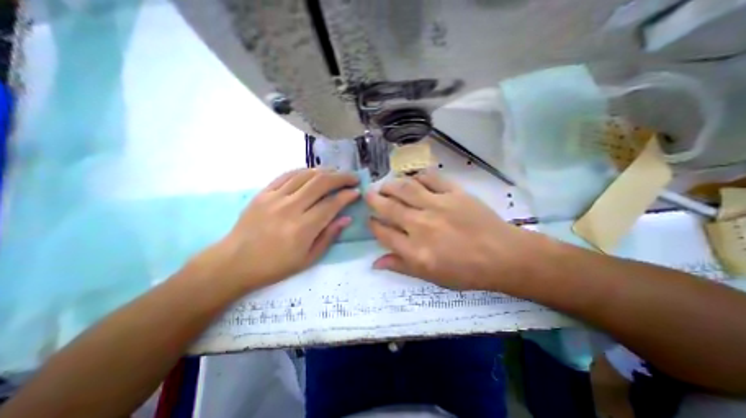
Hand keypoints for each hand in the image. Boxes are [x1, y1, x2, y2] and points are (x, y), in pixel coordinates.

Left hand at [198, 168, 360, 291]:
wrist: (234, 262)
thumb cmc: (275, 266)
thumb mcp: (308, 259)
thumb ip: (329, 236)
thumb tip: (346, 218)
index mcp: (303, 228)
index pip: (331, 204)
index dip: (347, 196)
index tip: (356, 192)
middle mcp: (290, 208)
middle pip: (321, 183)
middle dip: (341, 177)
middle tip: (352, 178)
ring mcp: (275, 197)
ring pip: (305, 175)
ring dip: (325, 171)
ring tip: (336, 172)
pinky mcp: (263, 193)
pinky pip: (287, 175)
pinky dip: (304, 170)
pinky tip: (313, 172)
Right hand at [368, 172, 539, 291]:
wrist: (503, 256)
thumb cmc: (466, 272)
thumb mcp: (431, 277)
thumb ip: (401, 267)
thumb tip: (375, 263)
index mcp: (415, 250)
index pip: (383, 233)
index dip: (373, 225)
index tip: (371, 220)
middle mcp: (421, 225)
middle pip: (389, 207)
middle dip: (374, 199)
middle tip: (369, 194)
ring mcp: (438, 206)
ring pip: (405, 189)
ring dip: (390, 185)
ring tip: (385, 185)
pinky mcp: (454, 193)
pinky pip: (430, 178)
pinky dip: (417, 176)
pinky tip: (413, 179)